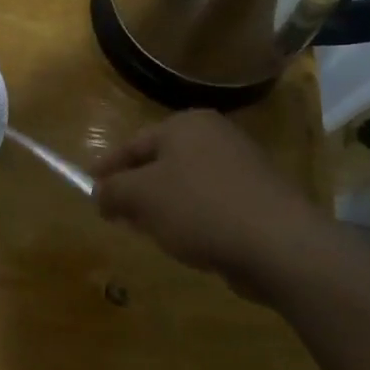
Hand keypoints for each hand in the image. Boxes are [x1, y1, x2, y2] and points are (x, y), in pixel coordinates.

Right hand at [92, 110, 334, 300]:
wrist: (280, 244)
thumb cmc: (200, 208)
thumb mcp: (142, 197)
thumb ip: (113, 190)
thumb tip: (100, 193)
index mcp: (186, 124)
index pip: (133, 143)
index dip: (108, 166)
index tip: (90, 186)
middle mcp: (215, 135)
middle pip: (161, 161)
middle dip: (136, 187)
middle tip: (115, 211)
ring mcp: (242, 166)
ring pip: (186, 183)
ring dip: (163, 206)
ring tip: (147, 231)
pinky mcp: (259, 197)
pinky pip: (211, 203)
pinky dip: (192, 218)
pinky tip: (186, 242)